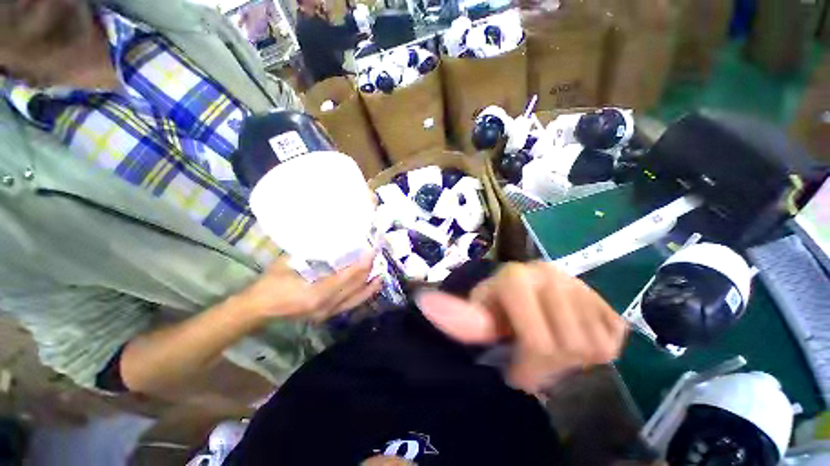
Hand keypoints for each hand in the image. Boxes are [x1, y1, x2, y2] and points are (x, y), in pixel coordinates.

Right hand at [236, 253, 381, 323]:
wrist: (258, 309)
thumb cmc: (270, 283)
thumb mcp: (288, 262)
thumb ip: (309, 253)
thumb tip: (328, 240)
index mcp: (318, 292)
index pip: (349, 276)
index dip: (363, 263)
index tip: (373, 250)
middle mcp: (327, 305)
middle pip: (355, 287)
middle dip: (369, 271)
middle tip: (377, 256)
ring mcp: (328, 313)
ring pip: (356, 299)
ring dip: (369, 286)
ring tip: (380, 275)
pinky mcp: (327, 316)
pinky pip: (350, 305)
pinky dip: (361, 296)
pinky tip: (367, 289)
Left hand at [416, 262, 626, 393]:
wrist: (528, 290)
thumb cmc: (497, 305)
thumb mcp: (478, 314)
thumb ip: (459, 317)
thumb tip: (424, 302)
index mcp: (517, 277)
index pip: (538, 339)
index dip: (529, 364)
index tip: (517, 376)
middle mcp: (553, 274)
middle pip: (569, 347)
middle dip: (549, 366)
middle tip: (533, 361)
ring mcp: (583, 286)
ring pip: (595, 347)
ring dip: (570, 359)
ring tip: (551, 345)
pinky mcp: (605, 300)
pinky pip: (613, 341)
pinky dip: (594, 351)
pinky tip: (571, 336)